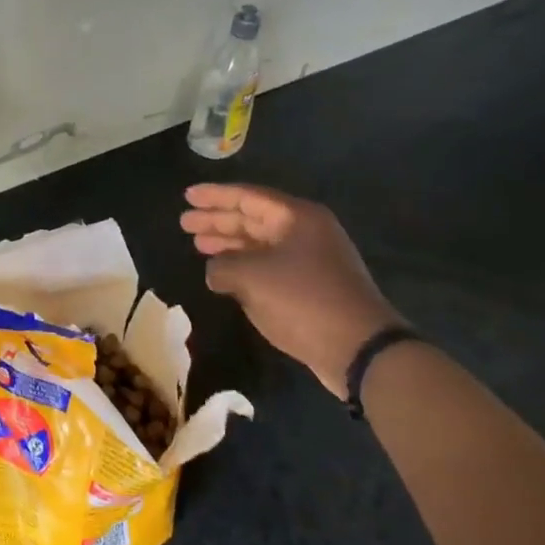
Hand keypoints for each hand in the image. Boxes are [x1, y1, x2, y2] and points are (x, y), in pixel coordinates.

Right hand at [181, 183, 399, 396]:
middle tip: (185, 222)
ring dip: (229, 244)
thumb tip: (215, 271)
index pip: (248, 197)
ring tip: (198, 245)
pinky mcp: (312, 287)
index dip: (215, 196)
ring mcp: (311, 260)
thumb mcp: (251, 276)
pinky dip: (244, 266)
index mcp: (297, 217)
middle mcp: (306, 232)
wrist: (359, 348)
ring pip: (260, 243)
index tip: (187, 196)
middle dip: (218, 220)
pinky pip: (269, 266)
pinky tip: (224, 274)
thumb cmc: (303, 300)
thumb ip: (222, 265)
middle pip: (253, 218)